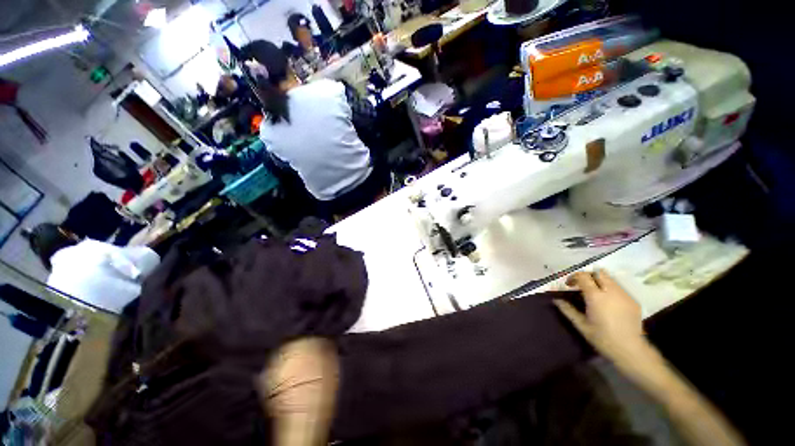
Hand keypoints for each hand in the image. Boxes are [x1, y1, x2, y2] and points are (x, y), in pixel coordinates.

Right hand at [554, 269, 645, 361]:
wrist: (630, 350)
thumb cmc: (602, 338)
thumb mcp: (581, 325)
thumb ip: (568, 310)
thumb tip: (556, 300)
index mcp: (596, 297)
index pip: (583, 276)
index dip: (574, 277)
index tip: (569, 285)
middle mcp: (611, 291)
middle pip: (599, 273)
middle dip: (588, 276)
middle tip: (582, 286)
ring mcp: (624, 295)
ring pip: (610, 279)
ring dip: (600, 282)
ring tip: (595, 294)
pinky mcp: (633, 300)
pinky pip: (619, 288)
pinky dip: (610, 290)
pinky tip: (608, 303)